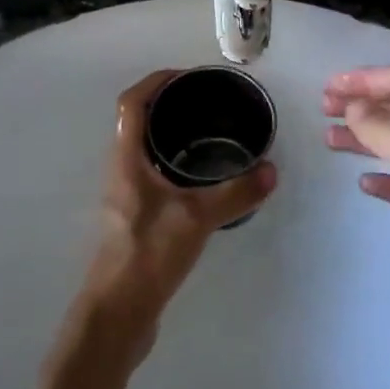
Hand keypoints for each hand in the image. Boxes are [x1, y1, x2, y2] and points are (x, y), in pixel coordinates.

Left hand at [69, 70, 276, 367]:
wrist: (118, 313)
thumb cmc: (148, 254)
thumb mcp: (197, 218)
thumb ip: (236, 193)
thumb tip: (271, 170)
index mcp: (126, 159)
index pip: (132, 102)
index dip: (156, 81)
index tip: (188, 76)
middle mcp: (120, 171)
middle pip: (137, 123)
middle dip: (168, 105)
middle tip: (207, 102)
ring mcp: (125, 196)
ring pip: (145, 151)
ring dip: (170, 135)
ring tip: (210, 134)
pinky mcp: (134, 219)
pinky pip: (153, 176)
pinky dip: (174, 165)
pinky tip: (202, 180)